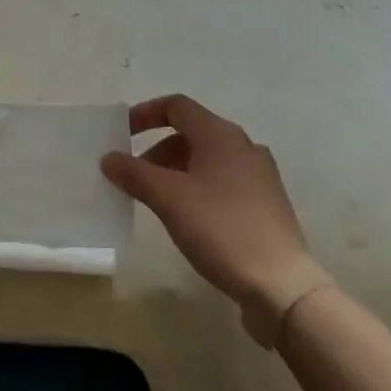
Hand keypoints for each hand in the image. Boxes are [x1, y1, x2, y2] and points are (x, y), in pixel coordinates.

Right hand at [101, 94, 331, 345]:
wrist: (281, 285)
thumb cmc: (220, 229)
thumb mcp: (168, 199)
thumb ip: (134, 173)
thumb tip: (109, 158)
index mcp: (221, 135)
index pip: (176, 106)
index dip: (144, 114)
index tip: (121, 134)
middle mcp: (243, 146)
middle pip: (191, 133)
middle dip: (156, 150)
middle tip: (134, 176)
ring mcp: (259, 175)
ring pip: (207, 159)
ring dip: (175, 170)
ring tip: (156, 200)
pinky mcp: (265, 203)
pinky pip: (222, 181)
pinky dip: (196, 187)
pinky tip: (187, 217)